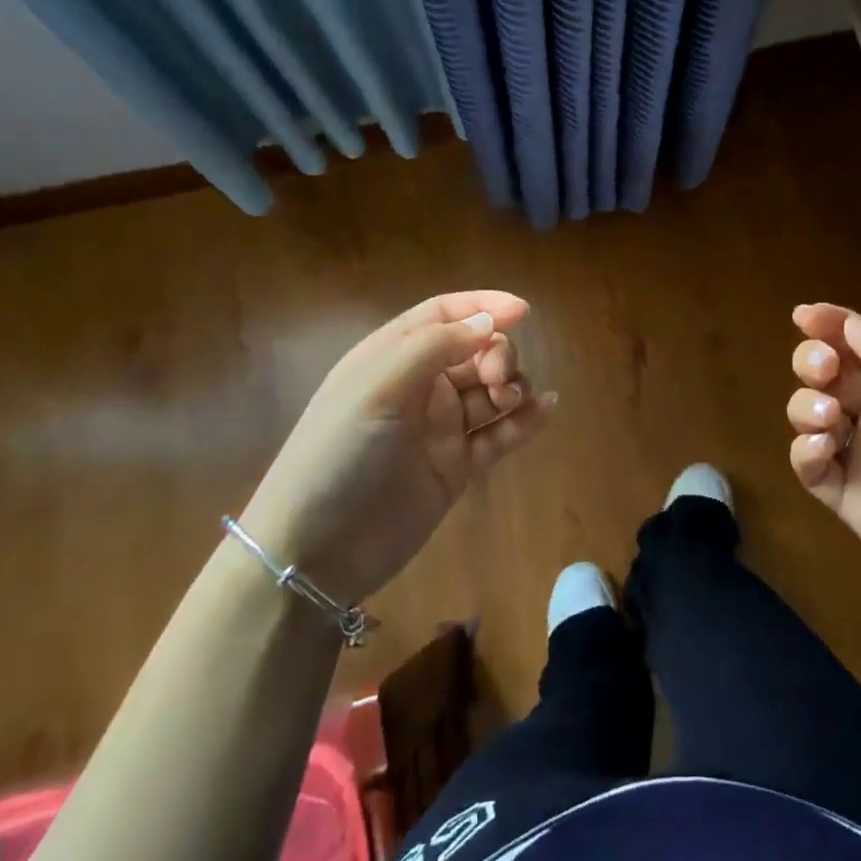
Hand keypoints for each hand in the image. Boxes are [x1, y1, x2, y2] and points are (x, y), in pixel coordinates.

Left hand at [243, 291, 553, 604]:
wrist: (314, 553)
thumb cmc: (337, 456)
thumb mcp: (376, 389)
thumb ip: (433, 348)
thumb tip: (487, 322)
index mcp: (392, 358)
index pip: (444, 314)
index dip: (483, 306)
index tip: (522, 311)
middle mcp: (419, 387)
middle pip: (475, 351)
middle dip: (498, 353)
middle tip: (499, 378)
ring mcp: (440, 428)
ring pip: (491, 390)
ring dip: (511, 386)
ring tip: (511, 400)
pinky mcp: (457, 466)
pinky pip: (499, 434)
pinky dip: (524, 421)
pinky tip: (546, 410)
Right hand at [787, 304, 860, 634]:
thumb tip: (849, 323)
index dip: (832, 324)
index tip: (802, 315)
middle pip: (832, 374)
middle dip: (815, 361)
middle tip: (822, 369)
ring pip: (813, 415)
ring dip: (806, 405)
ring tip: (829, 420)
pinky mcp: (850, 502)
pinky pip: (811, 469)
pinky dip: (803, 452)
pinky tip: (821, 449)